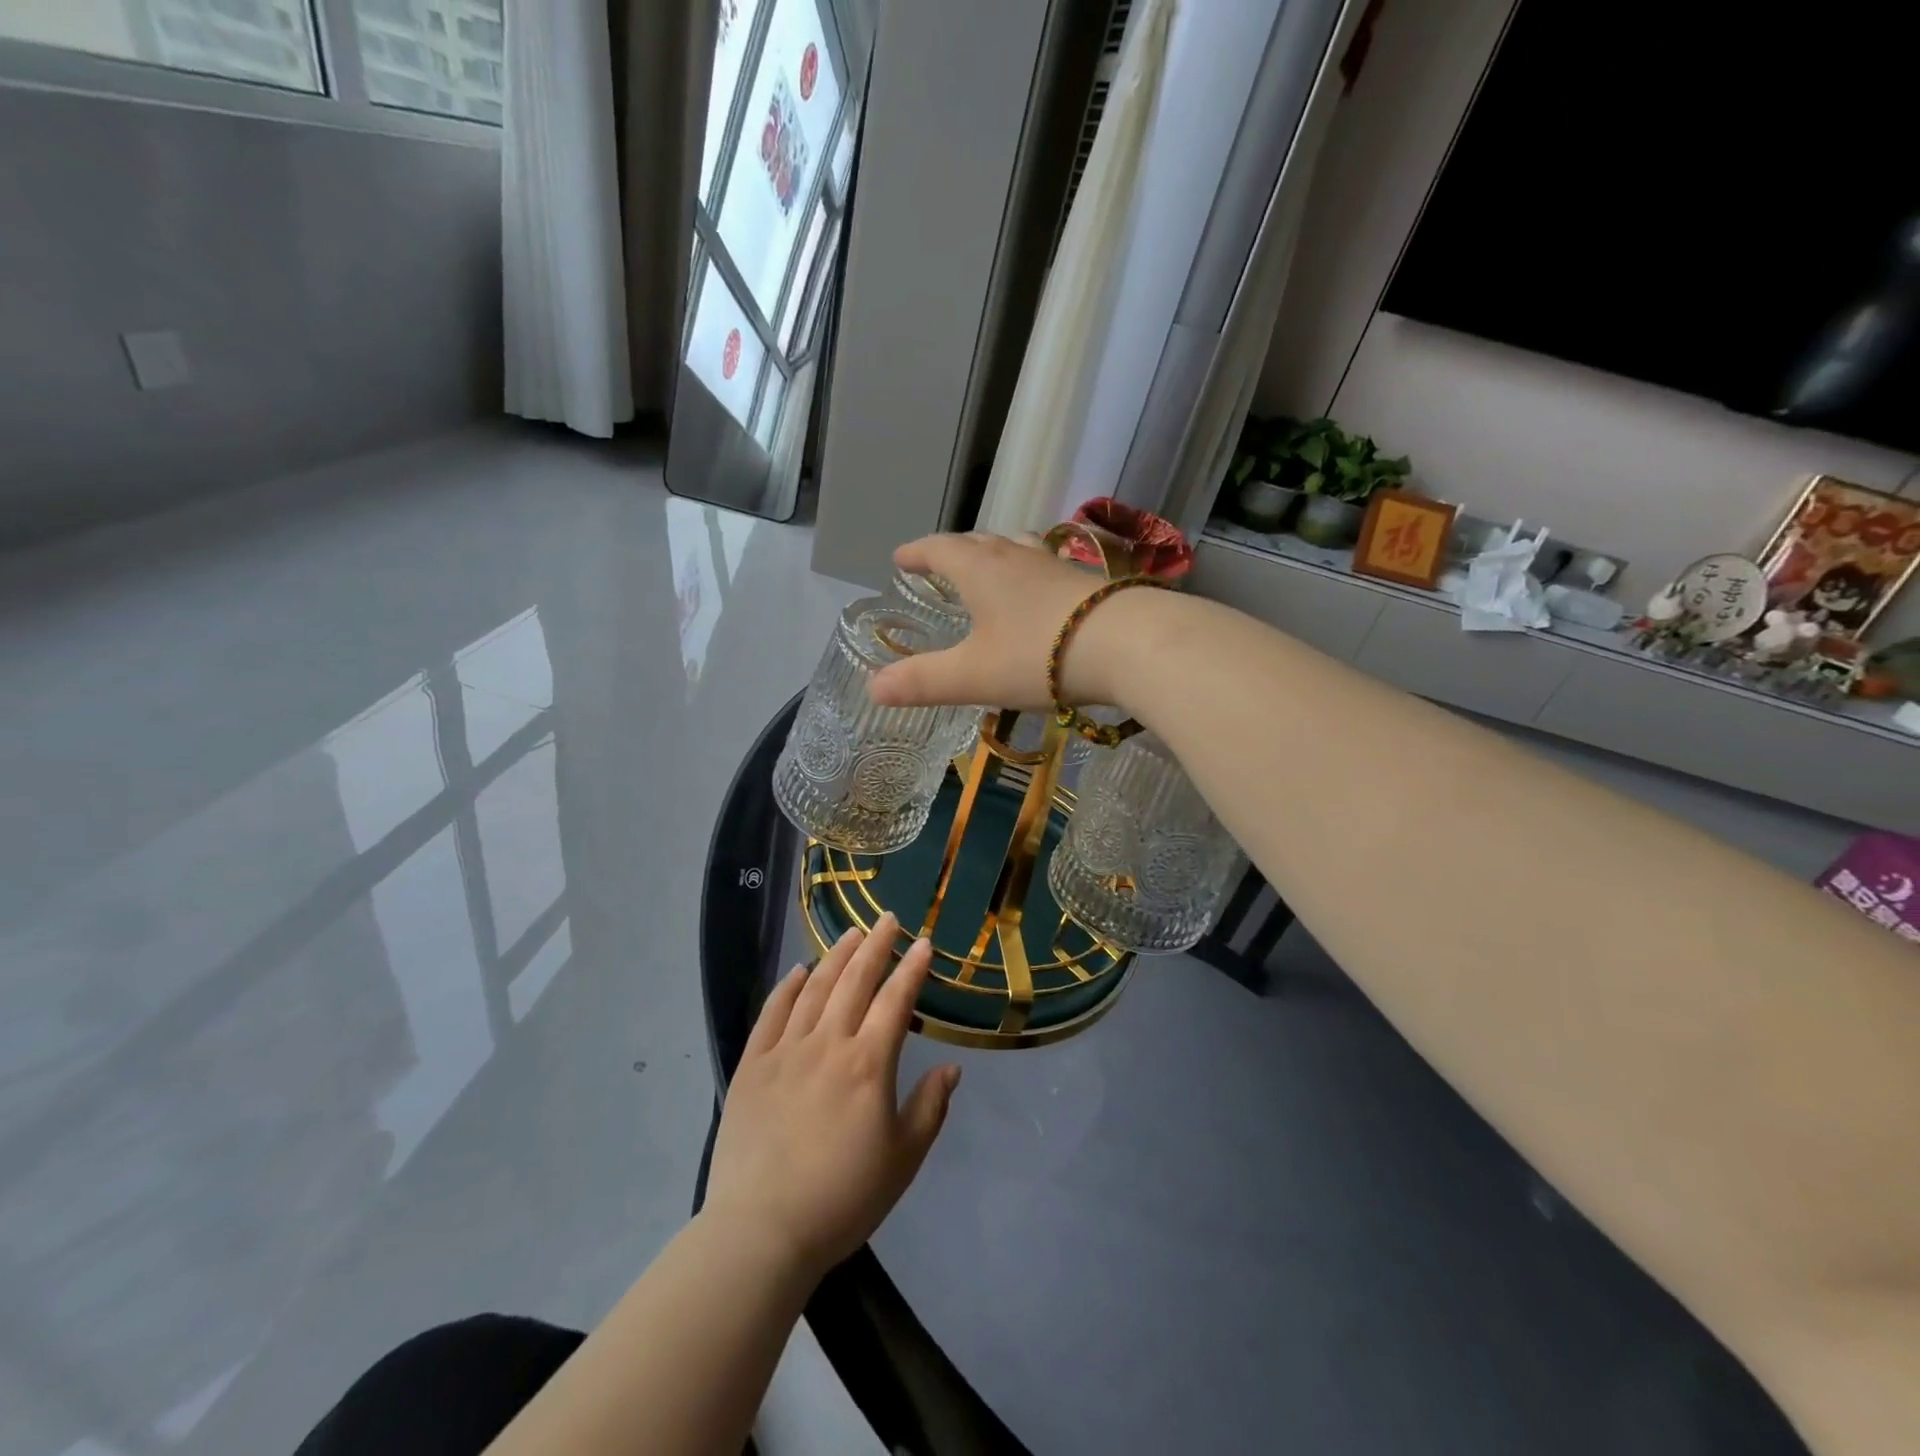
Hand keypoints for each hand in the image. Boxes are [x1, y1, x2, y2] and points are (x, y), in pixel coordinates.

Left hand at [703, 915, 960, 1280]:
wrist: (761, 1230)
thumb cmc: (842, 1198)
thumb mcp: (902, 1160)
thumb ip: (929, 1108)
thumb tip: (951, 1068)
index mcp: (868, 1064)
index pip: (895, 1000)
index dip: (912, 968)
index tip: (925, 942)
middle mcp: (827, 1043)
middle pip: (855, 981)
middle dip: (875, 946)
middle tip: (887, 918)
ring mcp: (785, 1050)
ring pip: (814, 989)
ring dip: (835, 956)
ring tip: (851, 933)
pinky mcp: (751, 1065)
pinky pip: (771, 1013)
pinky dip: (786, 987)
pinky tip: (797, 971)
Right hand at [870, 533, 1159, 712]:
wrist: (1129, 645)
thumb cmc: (1039, 655)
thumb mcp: (973, 675)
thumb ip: (923, 682)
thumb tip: (872, 688)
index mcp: (981, 569)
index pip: (940, 549)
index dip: (917, 553)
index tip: (901, 558)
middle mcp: (1017, 556)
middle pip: (979, 542)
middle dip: (955, 551)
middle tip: (942, 563)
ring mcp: (1058, 565)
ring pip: (1019, 547)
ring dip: (998, 554)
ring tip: (993, 568)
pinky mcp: (1089, 583)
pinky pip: (1049, 568)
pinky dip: (1033, 574)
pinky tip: (1044, 595)